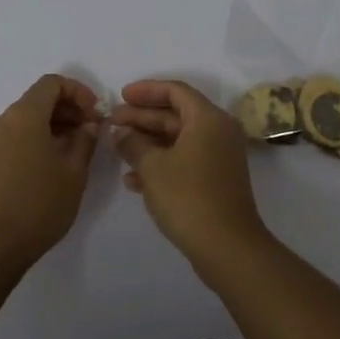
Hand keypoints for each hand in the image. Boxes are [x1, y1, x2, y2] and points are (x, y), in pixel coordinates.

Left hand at [0, 74, 102, 269]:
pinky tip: (56, 162)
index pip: (52, 83)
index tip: (96, 114)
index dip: (79, 92)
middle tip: (92, 131)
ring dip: (55, 124)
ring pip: (29, 118)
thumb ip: (85, 139)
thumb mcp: (74, 171)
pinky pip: (18, 134)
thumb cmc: (39, 204)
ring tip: (78, 149)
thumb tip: (89, 123)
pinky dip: (39, 137)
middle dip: (69, 109)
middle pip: (39, 99)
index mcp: (24, 115)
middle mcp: (4, 120)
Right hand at [110, 80, 268, 265]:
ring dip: (147, 142)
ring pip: (177, 139)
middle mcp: (217, 132)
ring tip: (117, 148)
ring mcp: (218, 158)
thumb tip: (120, 132)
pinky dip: (160, 164)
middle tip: (112, 122)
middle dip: (142, 117)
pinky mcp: (214, 181)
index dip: (146, 91)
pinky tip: (132, 179)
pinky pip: (184, 160)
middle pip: (176, 114)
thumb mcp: (152, 166)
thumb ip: (132, 143)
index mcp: (208, 119)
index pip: (175, 90)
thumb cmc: (188, 197)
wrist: (227, 247)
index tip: (121, 96)